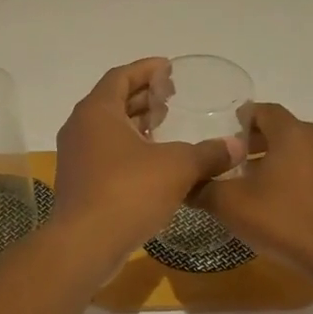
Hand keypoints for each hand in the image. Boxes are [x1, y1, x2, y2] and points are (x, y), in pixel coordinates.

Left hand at [52, 58, 245, 257]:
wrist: (85, 245)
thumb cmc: (129, 192)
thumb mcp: (177, 167)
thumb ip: (208, 153)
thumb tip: (236, 146)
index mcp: (98, 111)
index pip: (121, 76)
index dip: (147, 69)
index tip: (170, 68)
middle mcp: (81, 127)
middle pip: (113, 100)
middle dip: (144, 96)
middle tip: (173, 97)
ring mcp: (76, 156)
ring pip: (109, 129)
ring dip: (136, 124)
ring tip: (167, 126)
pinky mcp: (79, 182)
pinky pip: (106, 152)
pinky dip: (129, 148)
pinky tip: (155, 162)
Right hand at [192, 103, 312, 281]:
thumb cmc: (285, 221)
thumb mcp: (232, 205)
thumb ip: (203, 188)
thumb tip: (184, 183)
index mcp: (294, 131)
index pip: (263, 110)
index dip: (239, 121)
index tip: (220, 138)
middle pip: (281, 128)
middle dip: (253, 142)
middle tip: (229, 162)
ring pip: (297, 148)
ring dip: (273, 159)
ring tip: (248, 183)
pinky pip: (312, 166)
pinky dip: (292, 173)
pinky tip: (276, 199)